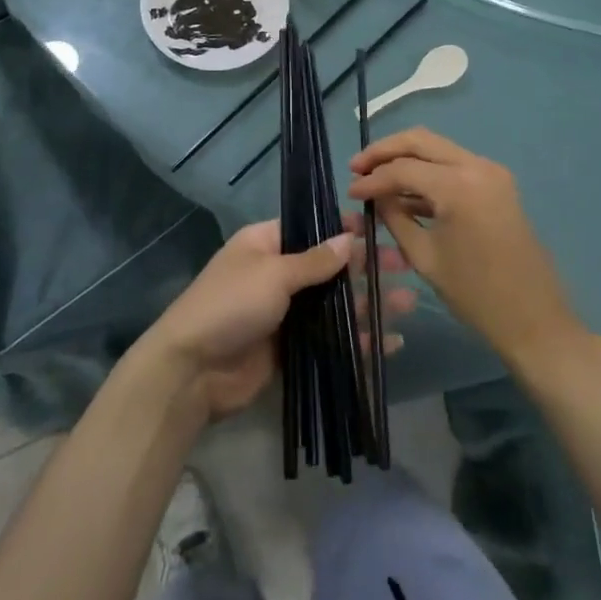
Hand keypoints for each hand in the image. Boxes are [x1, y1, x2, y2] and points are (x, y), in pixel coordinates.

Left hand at [142, 218, 414, 421]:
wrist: (192, 371)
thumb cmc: (230, 305)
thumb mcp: (273, 273)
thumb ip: (315, 260)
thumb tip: (349, 237)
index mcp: (266, 243)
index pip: (312, 228)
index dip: (345, 227)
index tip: (380, 228)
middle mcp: (278, 274)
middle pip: (330, 267)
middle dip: (366, 268)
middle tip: (405, 266)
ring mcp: (286, 313)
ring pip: (335, 305)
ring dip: (369, 304)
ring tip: (409, 303)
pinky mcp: (292, 349)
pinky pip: (331, 339)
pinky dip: (357, 341)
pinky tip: (389, 343)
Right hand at [349, 128, 581, 366]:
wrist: (535, 320)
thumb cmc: (476, 295)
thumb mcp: (424, 256)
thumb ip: (395, 217)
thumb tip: (374, 196)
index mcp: (459, 185)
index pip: (403, 169)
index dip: (372, 179)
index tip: (349, 192)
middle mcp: (477, 166)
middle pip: (420, 141)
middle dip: (385, 151)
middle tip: (357, 167)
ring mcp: (491, 171)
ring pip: (437, 148)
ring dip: (406, 158)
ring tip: (375, 177)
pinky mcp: (497, 183)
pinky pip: (454, 165)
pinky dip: (428, 171)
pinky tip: (405, 190)